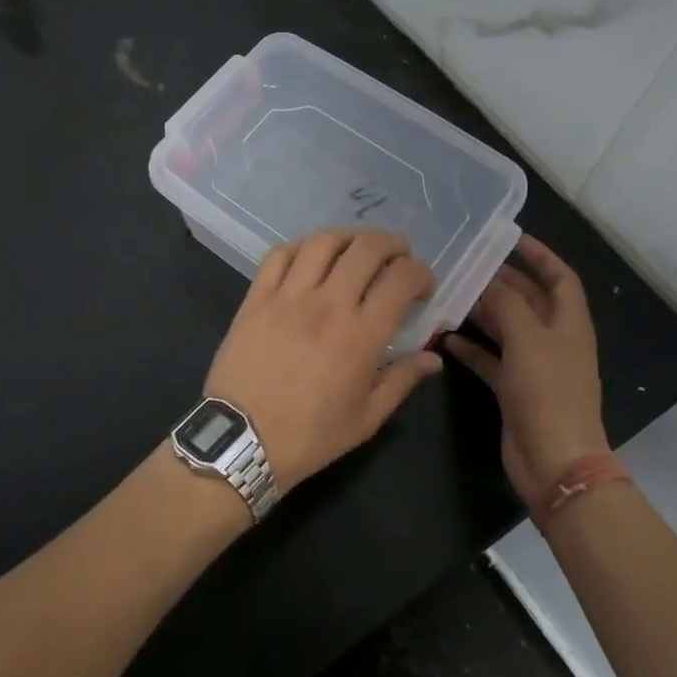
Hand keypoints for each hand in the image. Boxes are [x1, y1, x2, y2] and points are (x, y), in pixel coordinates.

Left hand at [204, 229, 442, 485]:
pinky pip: (280, 254)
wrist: (242, 440)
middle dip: (392, 245)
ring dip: (349, 237)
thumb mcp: (366, 418)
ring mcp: (287, 296)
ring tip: (358, 248)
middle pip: (366, 249)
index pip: (400, 279)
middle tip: (398, 257)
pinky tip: (311, 256)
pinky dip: (301, 246)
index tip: (422, 285)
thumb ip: (402, 380)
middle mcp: (327, 304)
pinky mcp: (256, 297)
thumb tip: (434, 356)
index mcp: (360, 336)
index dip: (420, 273)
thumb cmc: (310, 436)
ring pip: (323, 242)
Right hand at [443, 235, 605, 505]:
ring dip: (481, 312)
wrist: (554, 462)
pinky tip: (446, 337)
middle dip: (501, 281)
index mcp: (569, 324)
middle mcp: (553, 341)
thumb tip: (487, 280)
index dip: (541, 256)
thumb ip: (507, 304)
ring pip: (506, 328)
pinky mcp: (513, 390)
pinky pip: (490, 359)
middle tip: (465, 264)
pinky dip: (471, 347)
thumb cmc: (548, 393)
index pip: (560, 278)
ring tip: (449, 293)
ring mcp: (533, 367)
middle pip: (528, 300)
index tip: (511, 238)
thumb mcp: (528, 339)